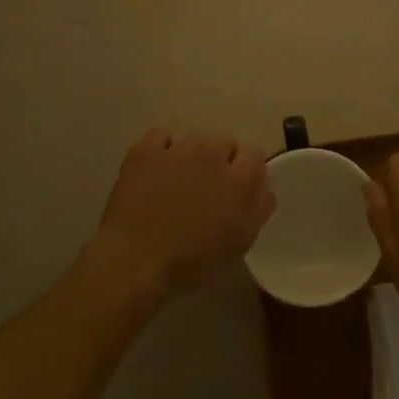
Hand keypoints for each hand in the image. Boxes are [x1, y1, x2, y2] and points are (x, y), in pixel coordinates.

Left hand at [88, 129, 274, 301]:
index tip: (236, 187)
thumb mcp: (240, 243)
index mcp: (239, 180)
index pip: (254, 153)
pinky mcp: (145, 150)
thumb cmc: (193, 261)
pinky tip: (157, 169)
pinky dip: (162, 148)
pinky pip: (161, 136)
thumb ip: (259, 207)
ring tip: (180, 179)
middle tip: (207, 187)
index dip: (246, 169)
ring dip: (193, 153)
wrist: (135, 262)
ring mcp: (177, 149)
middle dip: (220, 159)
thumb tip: (263, 185)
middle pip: (224, 141)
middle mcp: (212, 154)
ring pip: (194, 138)